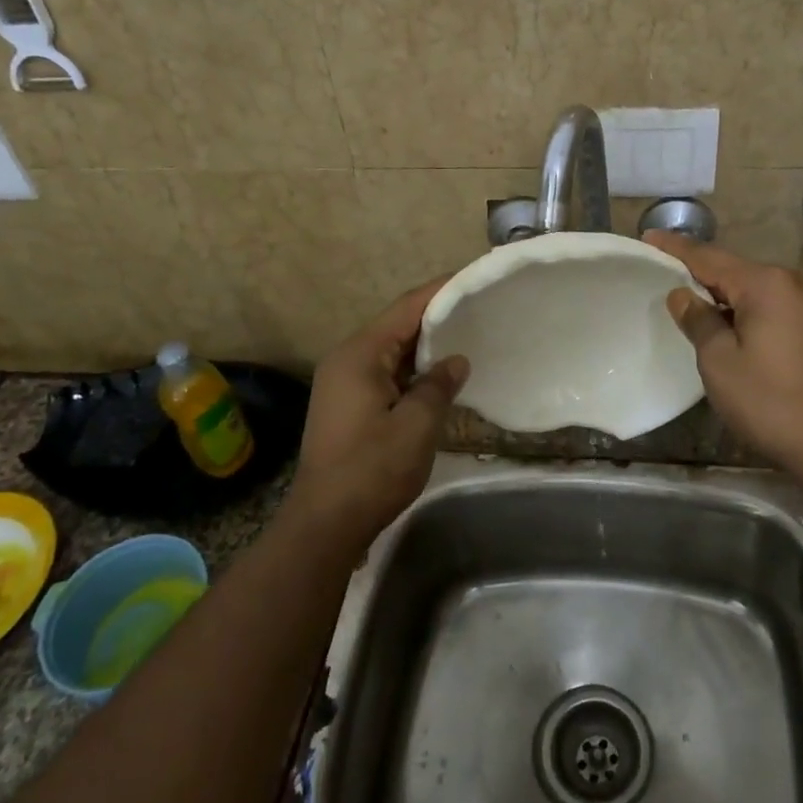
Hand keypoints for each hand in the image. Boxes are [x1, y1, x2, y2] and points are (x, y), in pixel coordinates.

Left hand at [288, 280, 469, 545]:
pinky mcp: (347, 405)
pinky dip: (412, 370)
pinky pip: (385, 372)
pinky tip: (439, 376)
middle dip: (435, 317)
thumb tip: (456, 362)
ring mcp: (343, 383)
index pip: (405, 309)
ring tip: (466, 336)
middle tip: (477, 309)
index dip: (439, 291)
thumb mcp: (417, 425)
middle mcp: (346, 360)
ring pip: (391, 351)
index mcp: (359, 355)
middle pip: (396, 326)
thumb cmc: (372, 470)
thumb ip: (438, 385)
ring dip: (424, 346)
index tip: (471, 279)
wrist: (325, 523)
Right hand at [642, 231, 802, 480]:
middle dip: (700, 274)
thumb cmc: (770, 401)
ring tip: (689, 300)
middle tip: (664, 274)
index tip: (648, 237)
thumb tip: (682, 294)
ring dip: (723, 295)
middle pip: (734, 271)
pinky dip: (746, 309)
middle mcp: (793, 280)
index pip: (709, 258)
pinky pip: (772, 304)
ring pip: (754, 288)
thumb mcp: (719, 361)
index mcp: (767, 283)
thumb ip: (698, 320)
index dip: (676, 248)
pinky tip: (727, 322)